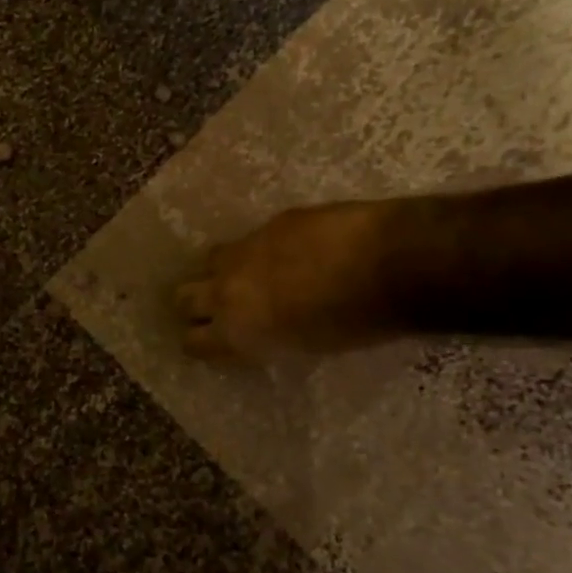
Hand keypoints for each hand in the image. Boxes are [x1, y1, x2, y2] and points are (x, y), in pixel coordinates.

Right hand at [176, 202, 402, 360]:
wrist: (388, 263)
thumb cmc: (357, 325)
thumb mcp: (304, 348)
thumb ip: (267, 338)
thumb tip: (261, 328)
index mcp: (238, 332)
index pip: (192, 342)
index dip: (199, 342)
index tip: (211, 341)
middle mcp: (228, 291)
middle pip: (183, 297)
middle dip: (194, 304)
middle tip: (215, 308)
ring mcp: (244, 252)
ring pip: (210, 261)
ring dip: (222, 271)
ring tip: (248, 276)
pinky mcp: (269, 224)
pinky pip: (251, 240)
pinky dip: (261, 250)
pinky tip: (290, 252)